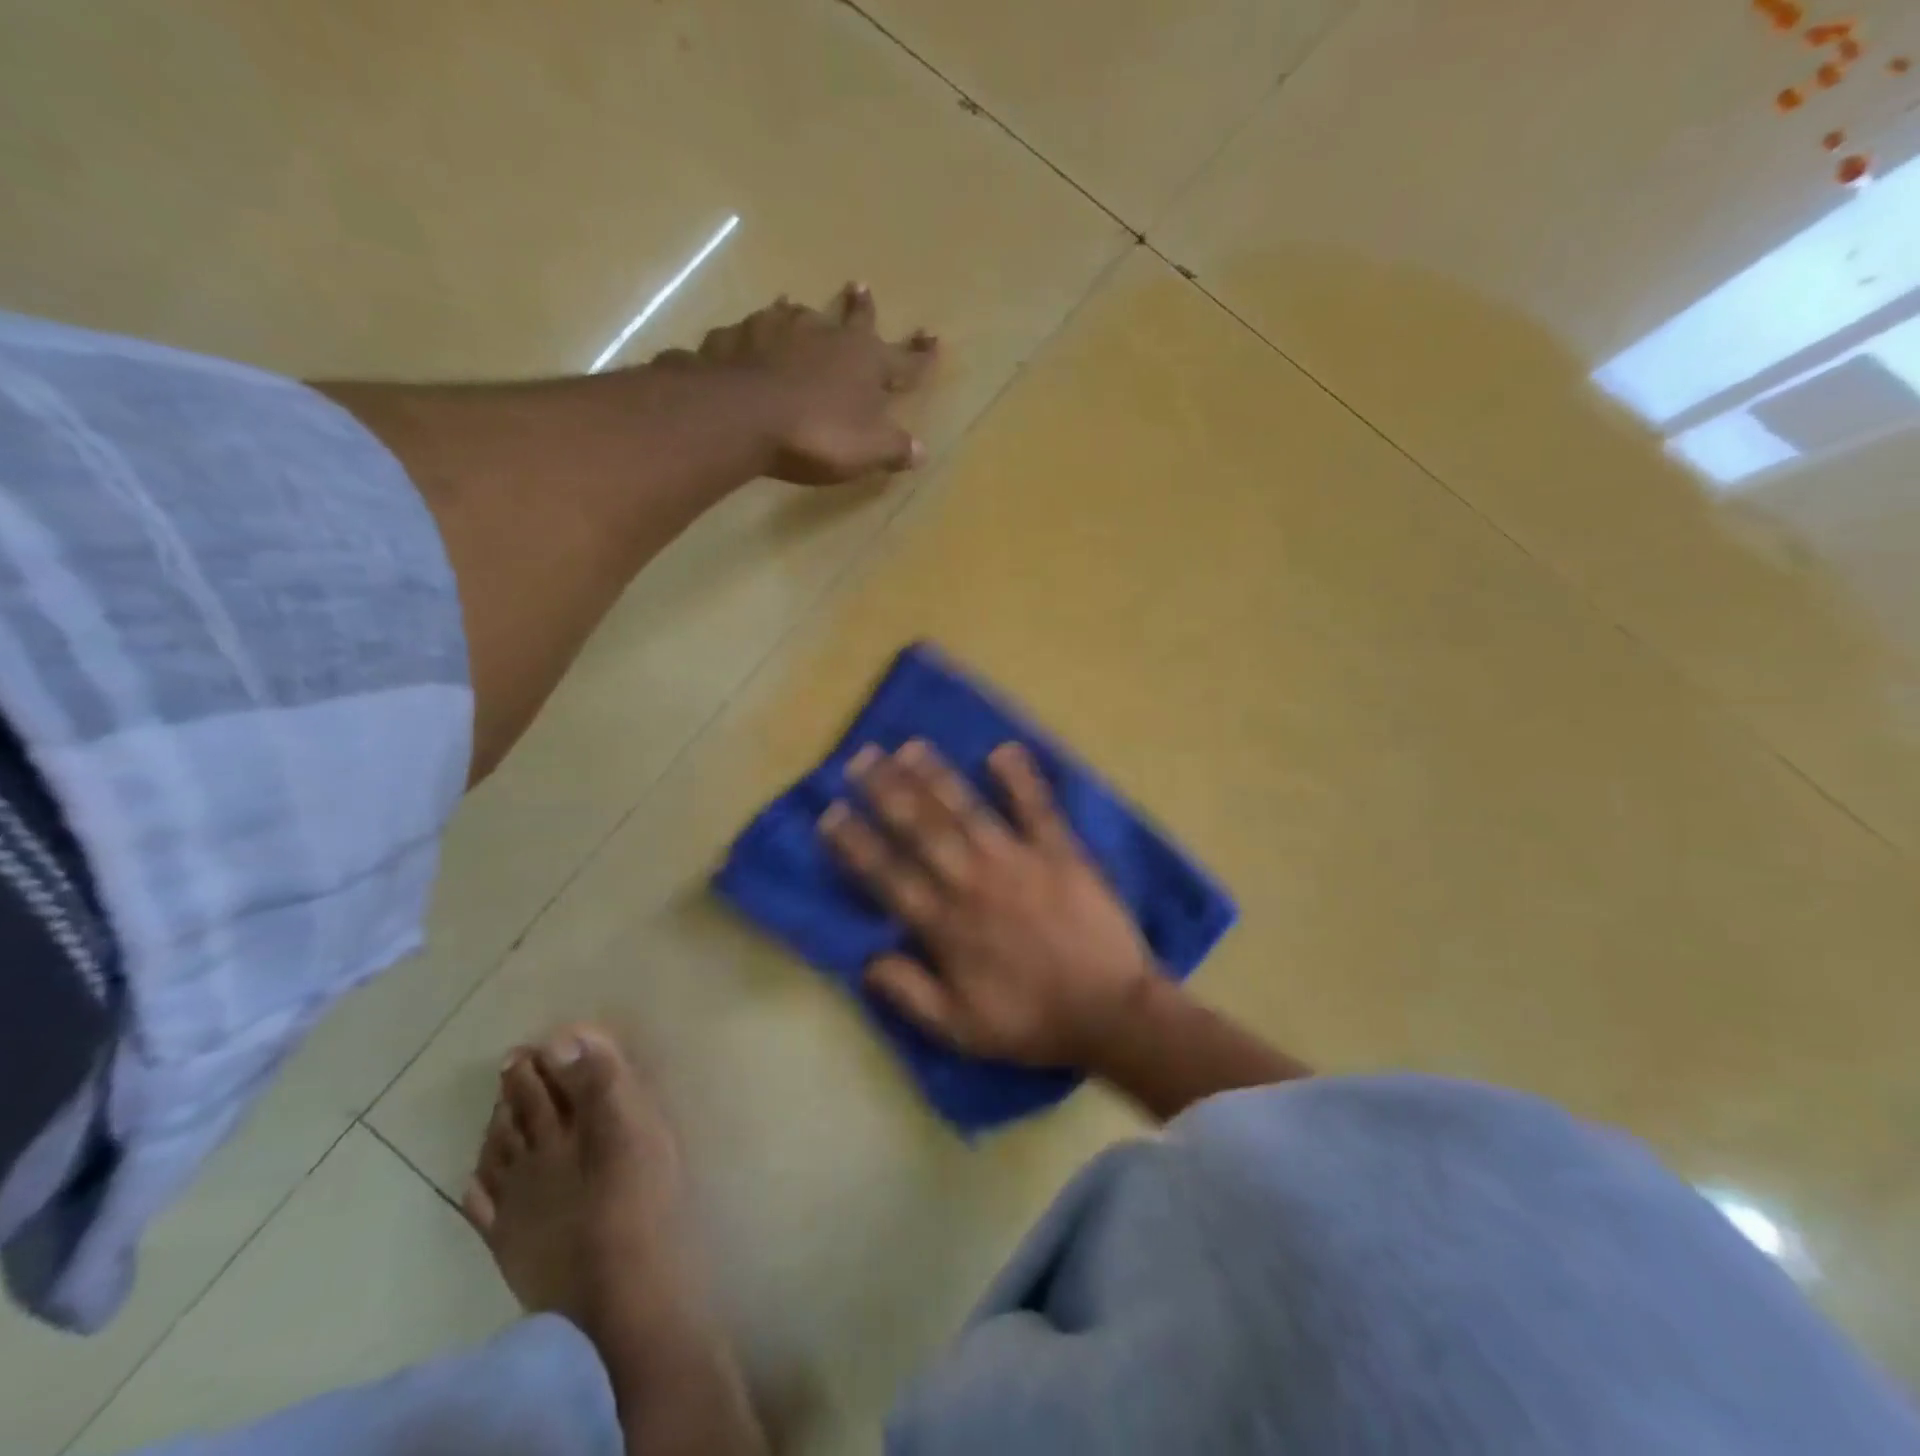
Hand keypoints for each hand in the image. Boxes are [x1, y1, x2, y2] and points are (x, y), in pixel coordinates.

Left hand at [688, 283, 937, 485]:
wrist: (742, 415)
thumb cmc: (817, 434)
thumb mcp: (867, 450)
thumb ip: (894, 449)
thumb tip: (920, 451)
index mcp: (865, 361)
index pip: (904, 360)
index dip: (920, 355)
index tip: (933, 338)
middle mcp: (825, 335)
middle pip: (850, 319)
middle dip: (860, 307)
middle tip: (859, 286)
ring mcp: (778, 330)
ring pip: (795, 316)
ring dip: (799, 313)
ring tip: (794, 304)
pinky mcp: (737, 339)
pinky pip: (749, 335)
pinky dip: (753, 339)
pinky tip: (746, 342)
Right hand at [819, 740, 1155, 1067]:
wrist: (1110, 1013)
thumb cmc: (1033, 1022)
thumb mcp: (959, 1029)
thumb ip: (909, 992)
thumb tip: (865, 959)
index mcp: (945, 926)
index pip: (888, 876)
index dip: (856, 844)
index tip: (831, 812)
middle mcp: (972, 883)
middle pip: (921, 829)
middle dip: (887, 791)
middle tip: (861, 758)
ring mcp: (1017, 862)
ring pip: (967, 810)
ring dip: (936, 776)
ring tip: (910, 747)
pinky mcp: (1060, 852)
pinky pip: (1037, 807)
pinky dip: (1021, 778)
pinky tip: (1002, 750)